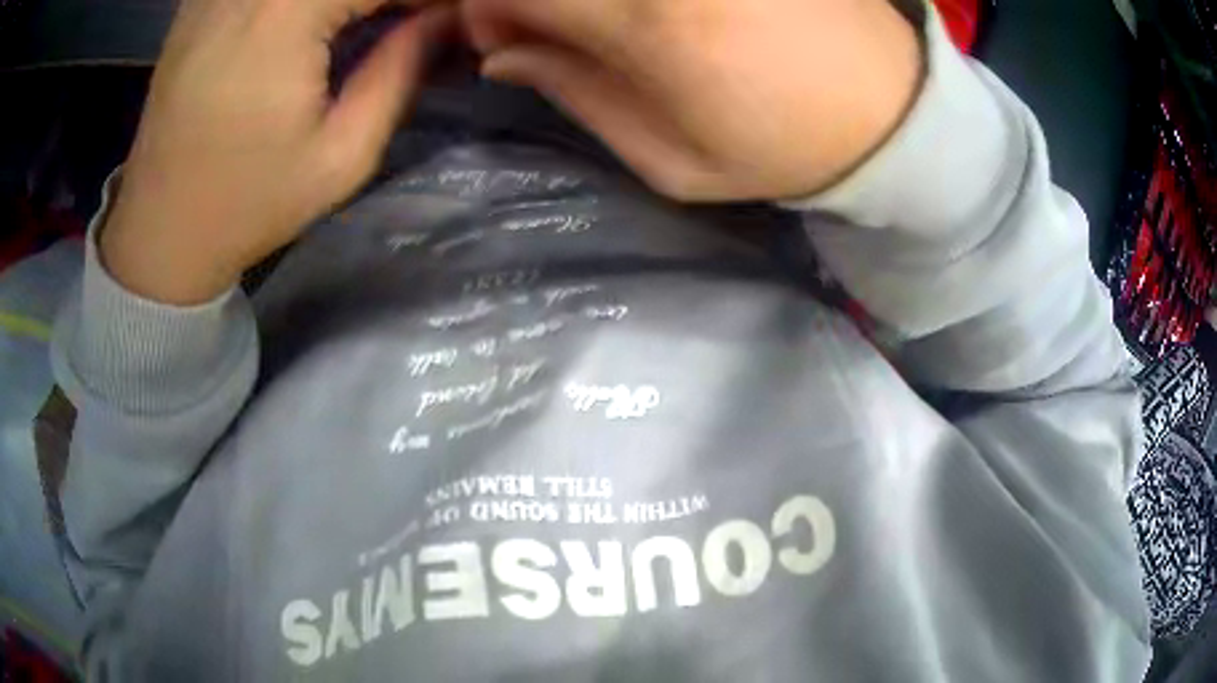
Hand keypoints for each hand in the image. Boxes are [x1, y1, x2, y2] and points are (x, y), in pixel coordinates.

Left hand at [103, 0, 454, 303]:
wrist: (160, 231)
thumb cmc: (249, 205)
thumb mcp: (342, 156)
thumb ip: (401, 70)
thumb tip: (446, 17)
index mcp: (285, 16)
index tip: (451, 18)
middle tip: (411, 22)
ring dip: (349, 0)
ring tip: (364, 25)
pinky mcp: (200, 1)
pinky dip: (302, 4)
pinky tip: (313, 25)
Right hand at [465, 0, 922, 202]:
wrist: (888, 109)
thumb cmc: (782, 147)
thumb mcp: (671, 160)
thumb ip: (577, 96)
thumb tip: (504, 56)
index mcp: (650, 21)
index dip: (485, 12)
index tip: (502, 43)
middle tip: (542, 26)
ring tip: (600, 23)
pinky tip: (640, 12)